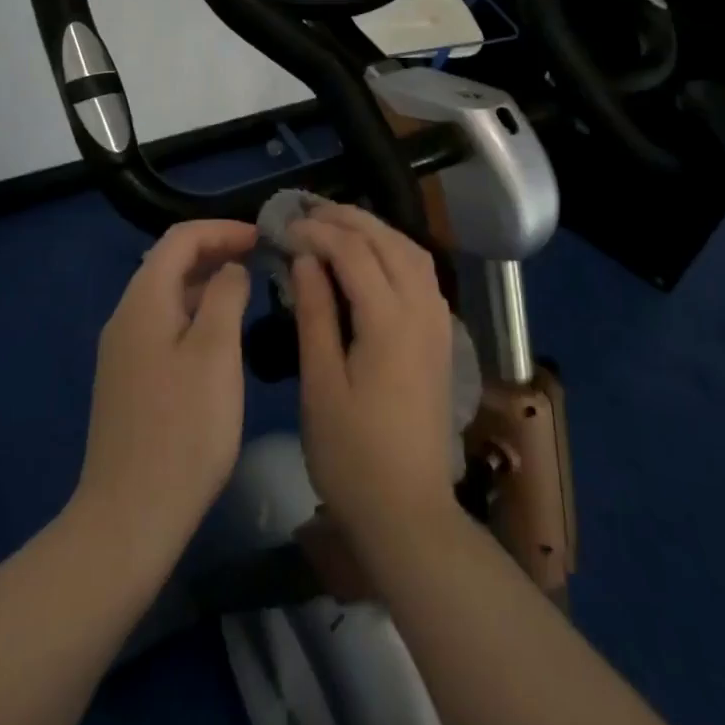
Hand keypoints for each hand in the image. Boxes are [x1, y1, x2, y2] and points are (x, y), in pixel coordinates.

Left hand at [71, 219, 256, 574]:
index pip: (181, 238)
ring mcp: (123, 351)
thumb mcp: (216, 353)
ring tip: (249, 292)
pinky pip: (164, 325)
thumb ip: (226, 296)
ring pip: (168, 296)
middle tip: (261, 261)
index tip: (263, 238)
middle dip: (216, 252)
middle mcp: (126, 317)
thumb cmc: (183, 429)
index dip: (223, 230)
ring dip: (207, 284)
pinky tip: (222, 337)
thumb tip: (231, 268)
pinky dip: (196, 314)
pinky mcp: (129, 380)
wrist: (129, 518)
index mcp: (143, 301)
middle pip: (170, 263)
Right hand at [288, 204, 458, 550]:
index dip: (316, 233)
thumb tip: (304, 259)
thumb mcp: (320, 384)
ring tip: (335, 224)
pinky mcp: (441, 337)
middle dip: (347, 219)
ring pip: (410, 251)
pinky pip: (421, 272)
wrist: (409, 513)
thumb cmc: (352, 456)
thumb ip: (315, 314)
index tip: (284, 229)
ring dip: (374, 229)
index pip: (352, 252)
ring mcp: (438, 322)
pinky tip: (372, 256)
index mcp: (389, 321)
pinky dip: (395, 250)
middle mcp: (421, 310)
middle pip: (387, 241)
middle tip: (307, 212)